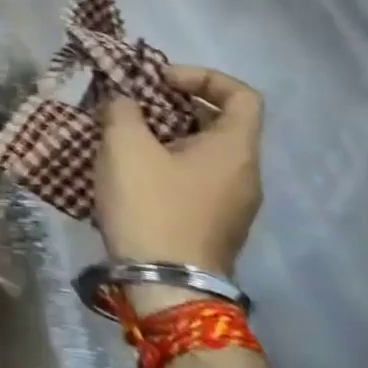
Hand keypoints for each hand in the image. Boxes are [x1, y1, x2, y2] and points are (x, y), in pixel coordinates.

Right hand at [94, 65, 263, 275]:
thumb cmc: (152, 208)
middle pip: (220, 122)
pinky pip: (197, 180)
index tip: (162, 81)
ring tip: (128, 137)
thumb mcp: (125, 145)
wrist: (166, 291)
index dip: (203, 76)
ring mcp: (233, 207)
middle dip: (176, 105)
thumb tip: (125, 101)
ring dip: (169, 136)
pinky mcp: (214, 229)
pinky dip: (170, 165)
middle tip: (138, 105)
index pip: (241, 94)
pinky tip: (133, 173)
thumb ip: (123, 109)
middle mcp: (245, 175)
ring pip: (206, 153)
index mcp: (234, 150)